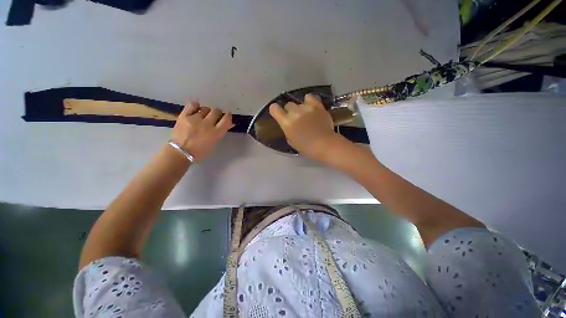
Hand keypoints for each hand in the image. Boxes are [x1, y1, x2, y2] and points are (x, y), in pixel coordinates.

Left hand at [171, 102, 233, 161]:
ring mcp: (195, 119)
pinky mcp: (184, 116)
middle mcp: (207, 124)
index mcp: (216, 133)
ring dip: (207, 111)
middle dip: (217, 113)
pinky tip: (196, 110)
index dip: (228, 115)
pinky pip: (192, 105)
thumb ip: (221, 132)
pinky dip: (196, 106)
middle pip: (216, 111)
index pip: (226, 119)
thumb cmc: (200, 151)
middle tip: (215, 117)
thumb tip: (229, 123)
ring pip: (205, 108)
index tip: (227, 116)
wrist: (180, 152)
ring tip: (203, 116)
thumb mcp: (214, 142)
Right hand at [269, 94, 346, 160]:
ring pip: (298, 102)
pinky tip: (311, 107)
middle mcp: (294, 112)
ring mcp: (306, 107)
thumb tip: (289, 125)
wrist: (324, 144)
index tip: (279, 114)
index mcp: (286, 122)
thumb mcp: (291, 141)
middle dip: (290, 111)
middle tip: (297, 118)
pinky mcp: (317, 105)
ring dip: (300, 108)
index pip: (274, 109)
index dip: (275, 110)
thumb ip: (287, 130)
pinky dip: (309, 101)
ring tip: (307, 114)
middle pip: (288, 105)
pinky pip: (310, 97)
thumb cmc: (306, 147)